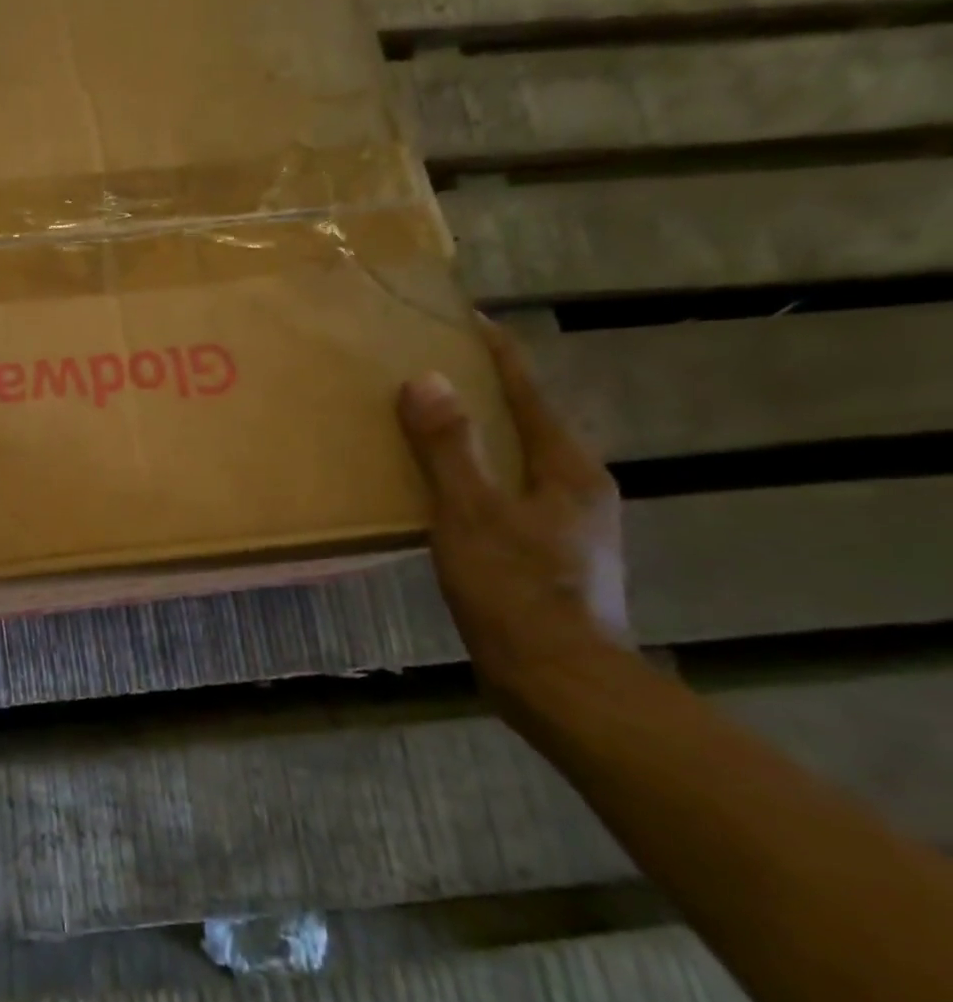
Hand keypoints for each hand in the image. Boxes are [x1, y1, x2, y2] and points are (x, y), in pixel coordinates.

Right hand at [398, 320, 629, 694]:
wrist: (559, 681)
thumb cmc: (516, 591)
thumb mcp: (472, 514)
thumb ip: (450, 448)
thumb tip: (426, 380)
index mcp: (566, 468)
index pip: (528, 391)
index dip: (496, 353)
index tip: (466, 320)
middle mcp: (574, 487)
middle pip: (524, 423)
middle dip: (481, 393)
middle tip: (430, 370)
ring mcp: (565, 524)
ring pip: (513, 462)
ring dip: (475, 438)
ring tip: (426, 423)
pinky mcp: (546, 555)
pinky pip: (503, 495)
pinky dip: (472, 478)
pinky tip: (439, 491)